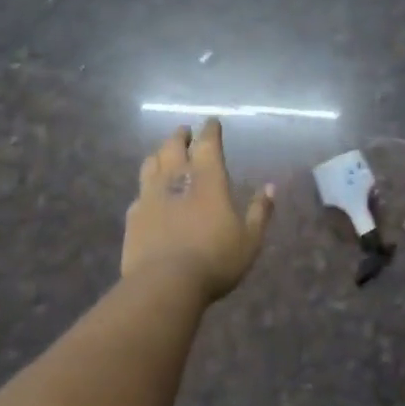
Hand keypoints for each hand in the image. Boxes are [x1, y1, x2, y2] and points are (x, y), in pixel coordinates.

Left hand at [122, 119, 275, 303]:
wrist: (164, 284)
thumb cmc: (215, 259)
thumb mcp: (249, 239)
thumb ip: (260, 211)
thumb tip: (271, 188)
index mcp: (208, 177)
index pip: (207, 142)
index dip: (210, 130)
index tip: (211, 122)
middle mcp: (176, 178)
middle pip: (173, 146)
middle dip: (180, 136)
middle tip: (184, 132)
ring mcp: (150, 195)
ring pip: (151, 163)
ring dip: (159, 154)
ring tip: (164, 154)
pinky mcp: (133, 216)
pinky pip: (139, 192)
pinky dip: (146, 186)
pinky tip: (148, 194)